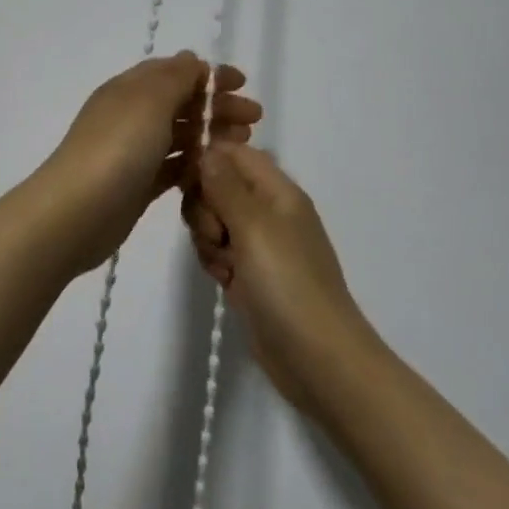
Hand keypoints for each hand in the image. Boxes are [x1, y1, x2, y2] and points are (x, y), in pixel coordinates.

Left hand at [35, 53, 262, 278]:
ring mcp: (133, 151)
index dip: (208, 75)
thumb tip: (191, 59)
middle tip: (254, 119)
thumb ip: (175, 77)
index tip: (243, 84)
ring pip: (179, 135)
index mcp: (130, 89)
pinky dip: (195, 164)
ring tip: (244, 144)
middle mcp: (131, 115)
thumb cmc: (118, 147)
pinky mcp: (138, 184)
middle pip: (180, 103)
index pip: (173, 72)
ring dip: (210, 134)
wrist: (77, 211)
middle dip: (216, 106)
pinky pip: (173, 166)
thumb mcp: (149, 100)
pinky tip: (218, 171)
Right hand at [184, 142, 368, 414]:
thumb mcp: (254, 226)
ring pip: (213, 220)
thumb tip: (206, 149)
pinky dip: (214, 263)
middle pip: (217, 186)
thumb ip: (225, 185)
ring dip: (207, 239)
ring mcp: (260, 245)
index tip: (190, 185)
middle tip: (217, 235)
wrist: (318, 359)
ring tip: (224, 266)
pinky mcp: (250, 274)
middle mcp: (269, 211)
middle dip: (205, 208)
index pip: (234, 153)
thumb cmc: (288, 283)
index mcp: (278, 191)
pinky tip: (224, 282)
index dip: (208, 162)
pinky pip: (218, 252)